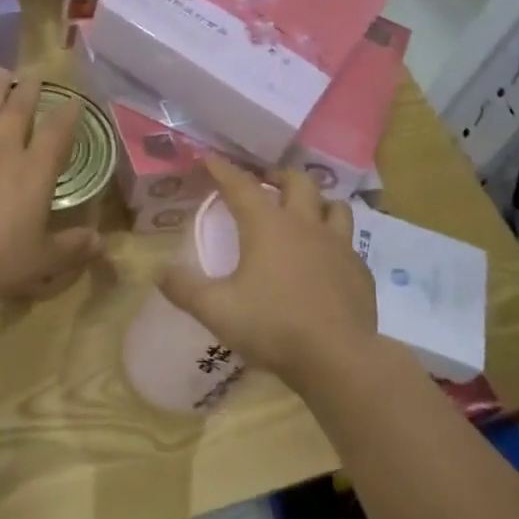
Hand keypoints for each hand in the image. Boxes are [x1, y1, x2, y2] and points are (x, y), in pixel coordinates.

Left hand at [0, 73, 103, 306]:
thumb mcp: (44, 261)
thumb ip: (72, 247)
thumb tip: (101, 241)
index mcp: (35, 174)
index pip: (56, 136)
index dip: (67, 116)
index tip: (74, 100)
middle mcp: (4, 155)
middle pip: (17, 115)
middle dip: (28, 93)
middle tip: (33, 73)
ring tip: (0, 74)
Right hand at [159, 160, 377, 392]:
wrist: (338, 358)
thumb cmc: (272, 327)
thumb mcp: (216, 310)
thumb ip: (184, 289)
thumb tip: (159, 272)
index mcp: (268, 227)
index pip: (241, 186)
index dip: (223, 170)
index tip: (210, 159)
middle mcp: (306, 225)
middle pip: (298, 182)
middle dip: (278, 176)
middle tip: (265, 182)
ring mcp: (339, 246)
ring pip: (334, 205)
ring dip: (317, 201)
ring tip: (305, 211)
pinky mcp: (359, 270)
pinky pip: (349, 243)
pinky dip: (335, 240)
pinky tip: (327, 259)